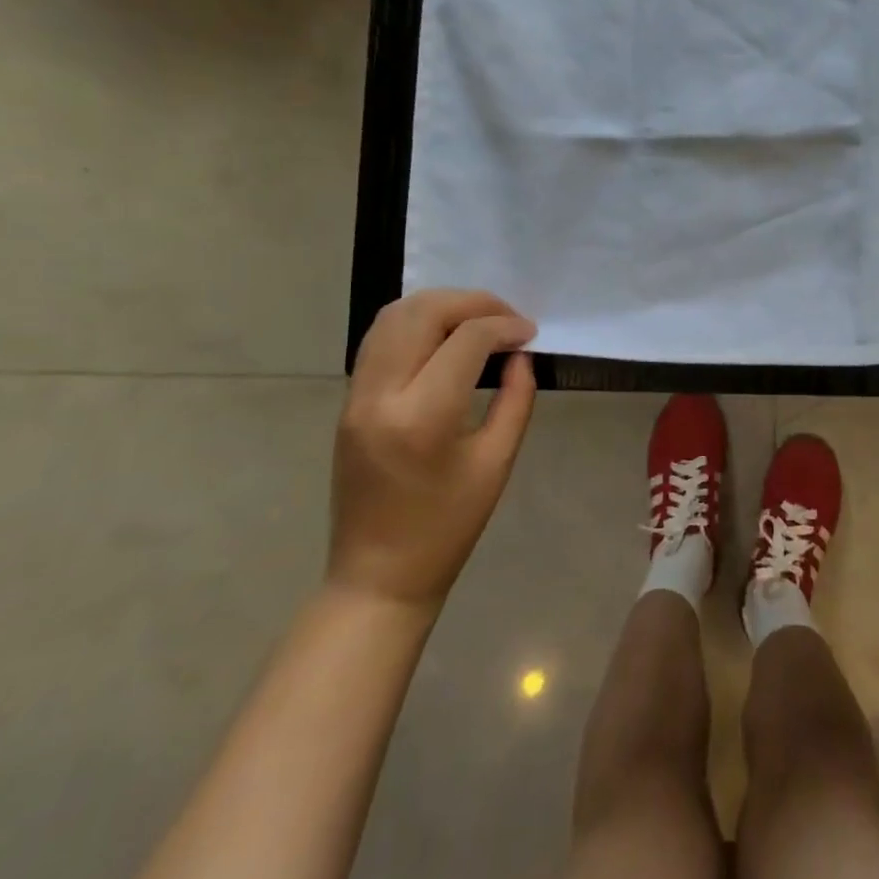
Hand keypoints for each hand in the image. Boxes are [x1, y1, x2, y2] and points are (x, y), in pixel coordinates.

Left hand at [328, 289, 537, 611]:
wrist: (378, 575)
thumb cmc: (447, 527)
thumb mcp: (496, 462)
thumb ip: (516, 399)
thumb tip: (519, 355)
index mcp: (422, 417)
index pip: (466, 340)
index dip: (504, 326)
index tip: (530, 333)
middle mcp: (381, 395)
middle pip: (423, 313)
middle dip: (472, 302)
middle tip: (507, 317)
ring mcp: (356, 396)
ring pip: (392, 317)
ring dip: (440, 305)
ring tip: (478, 319)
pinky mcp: (349, 401)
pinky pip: (379, 339)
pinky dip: (415, 322)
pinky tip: (445, 335)